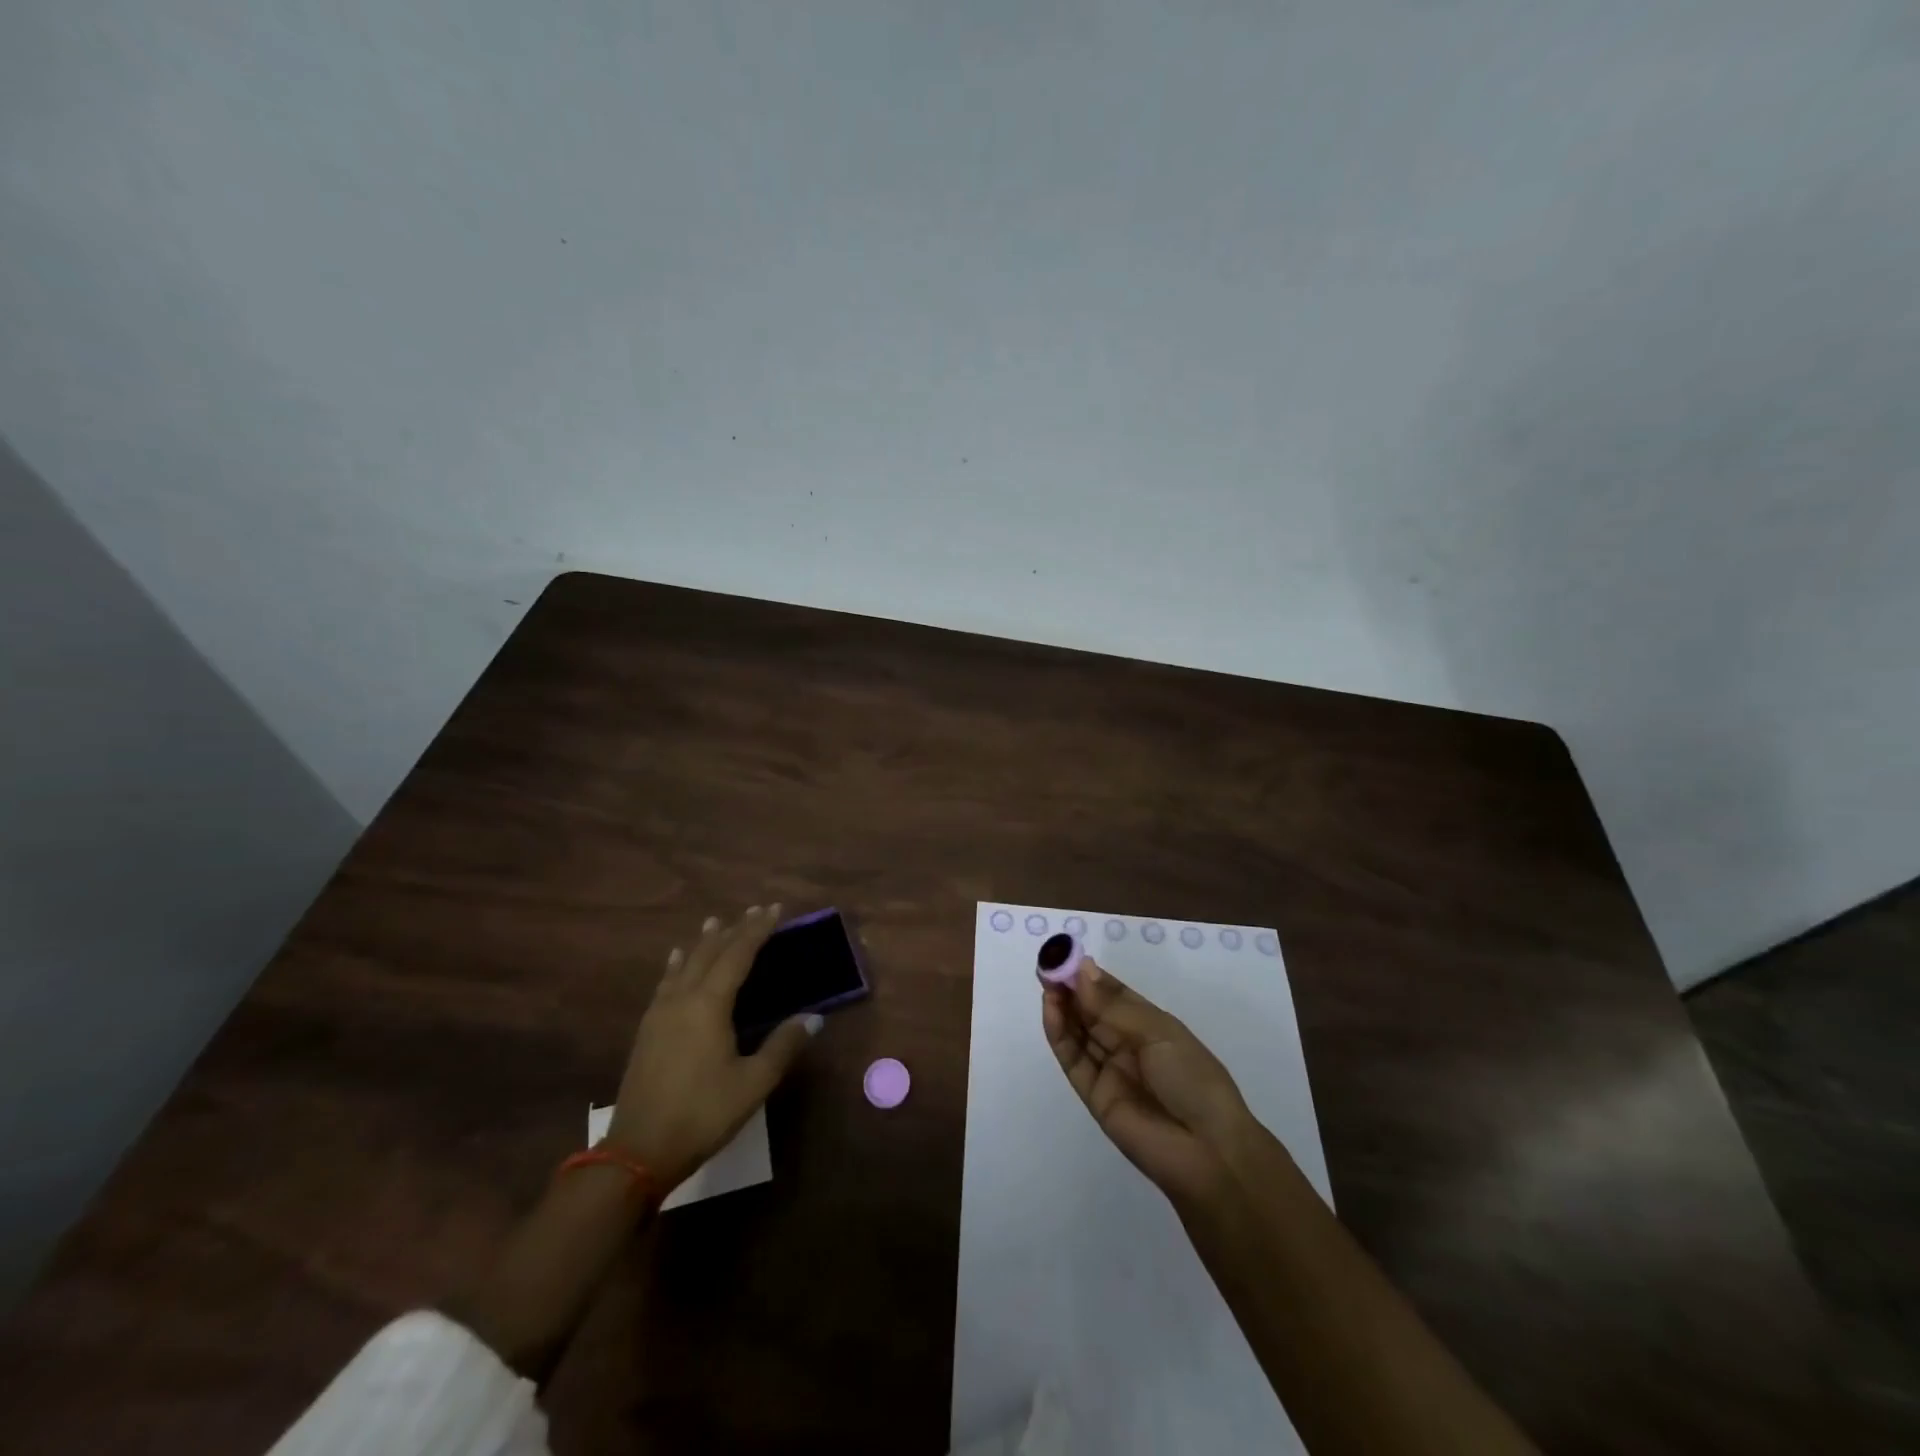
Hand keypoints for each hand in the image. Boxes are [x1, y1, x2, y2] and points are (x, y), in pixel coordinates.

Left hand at [605, 905, 819, 1192]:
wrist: (638, 1152)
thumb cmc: (702, 1114)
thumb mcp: (753, 1083)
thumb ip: (783, 1045)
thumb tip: (813, 1017)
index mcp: (710, 1005)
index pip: (738, 954)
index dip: (757, 930)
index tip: (774, 910)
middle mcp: (683, 999)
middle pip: (710, 953)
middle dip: (733, 930)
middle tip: (753, 911)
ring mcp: (660, 1013)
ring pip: (684, 964)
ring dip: (704, 942)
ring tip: (714, 923)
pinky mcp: (647, 1031)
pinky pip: (666, 982)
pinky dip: (677, 964)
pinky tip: (676, 960)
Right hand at [1041, 956, 1254, 1203]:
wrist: (1208, 1152)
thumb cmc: (1193, 1079)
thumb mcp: (1159, 1033)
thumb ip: (1114, 1006)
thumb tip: (1082, 969)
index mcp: (1151, 1025)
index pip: (1114, 994)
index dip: (1090, 976)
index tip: (1066, 955)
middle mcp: (1128, 1044)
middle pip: (1092, 1011)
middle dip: (1070, 987)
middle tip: (1048, 964)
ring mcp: (1110, 1070)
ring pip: (1079, 1032)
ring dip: (1062, 1007)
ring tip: (1045, 981)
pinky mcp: (1094, 1095)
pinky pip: (1073, 1060)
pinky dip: (1059, 1034)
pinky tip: (1050, 1009)